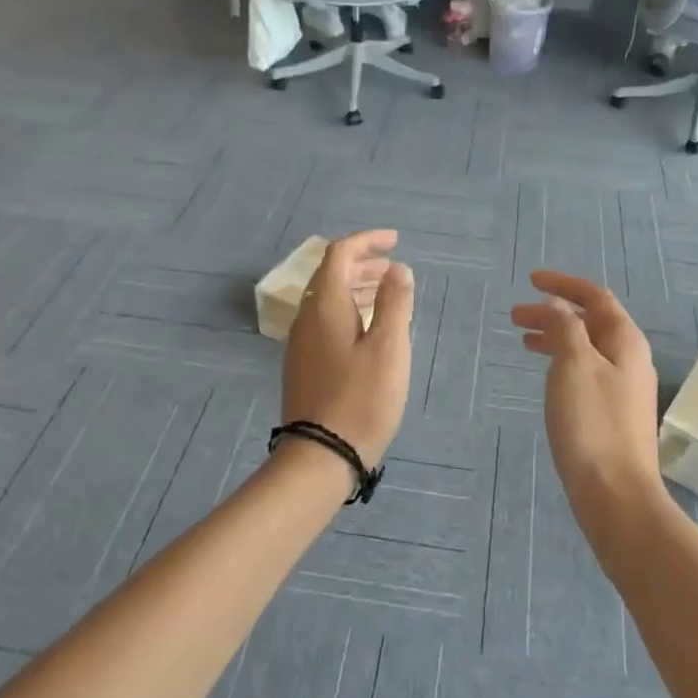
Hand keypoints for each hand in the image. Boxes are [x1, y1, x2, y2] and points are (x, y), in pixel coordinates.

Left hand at [281, 230, 414, 467]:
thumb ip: (394, 302)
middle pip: (330, 275)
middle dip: (362, 264)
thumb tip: (397, 270)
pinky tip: (367, 330)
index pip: (340, 254)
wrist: (320, 456)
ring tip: (386, 294)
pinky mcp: (303, 366)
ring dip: (356, 288)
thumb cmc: (361, 399)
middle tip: (393, 268)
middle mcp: (306, 318)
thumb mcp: (388, 347)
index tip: (395, 241)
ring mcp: (300, 344)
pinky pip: (325, 322)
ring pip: (327, 300)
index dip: (367, 241)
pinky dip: (348, 311)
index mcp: (324, 306)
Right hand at [510, 271, 662, 521]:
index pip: (595, 297)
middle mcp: (629, 359)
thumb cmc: (592, 424)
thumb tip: (555, 304)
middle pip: (591, 322)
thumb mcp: (573, 365)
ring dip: (555, 337)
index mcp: (625, 341)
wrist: (616, 495)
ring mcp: (624, 388)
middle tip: (515, 316)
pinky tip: (547, 376)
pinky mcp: (613, 413)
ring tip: (523, 340)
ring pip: (586, 348)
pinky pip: (585, 371)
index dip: (563, 284)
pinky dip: (562, 362)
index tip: (530, 280)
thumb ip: (564, 327)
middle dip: (553, 312)